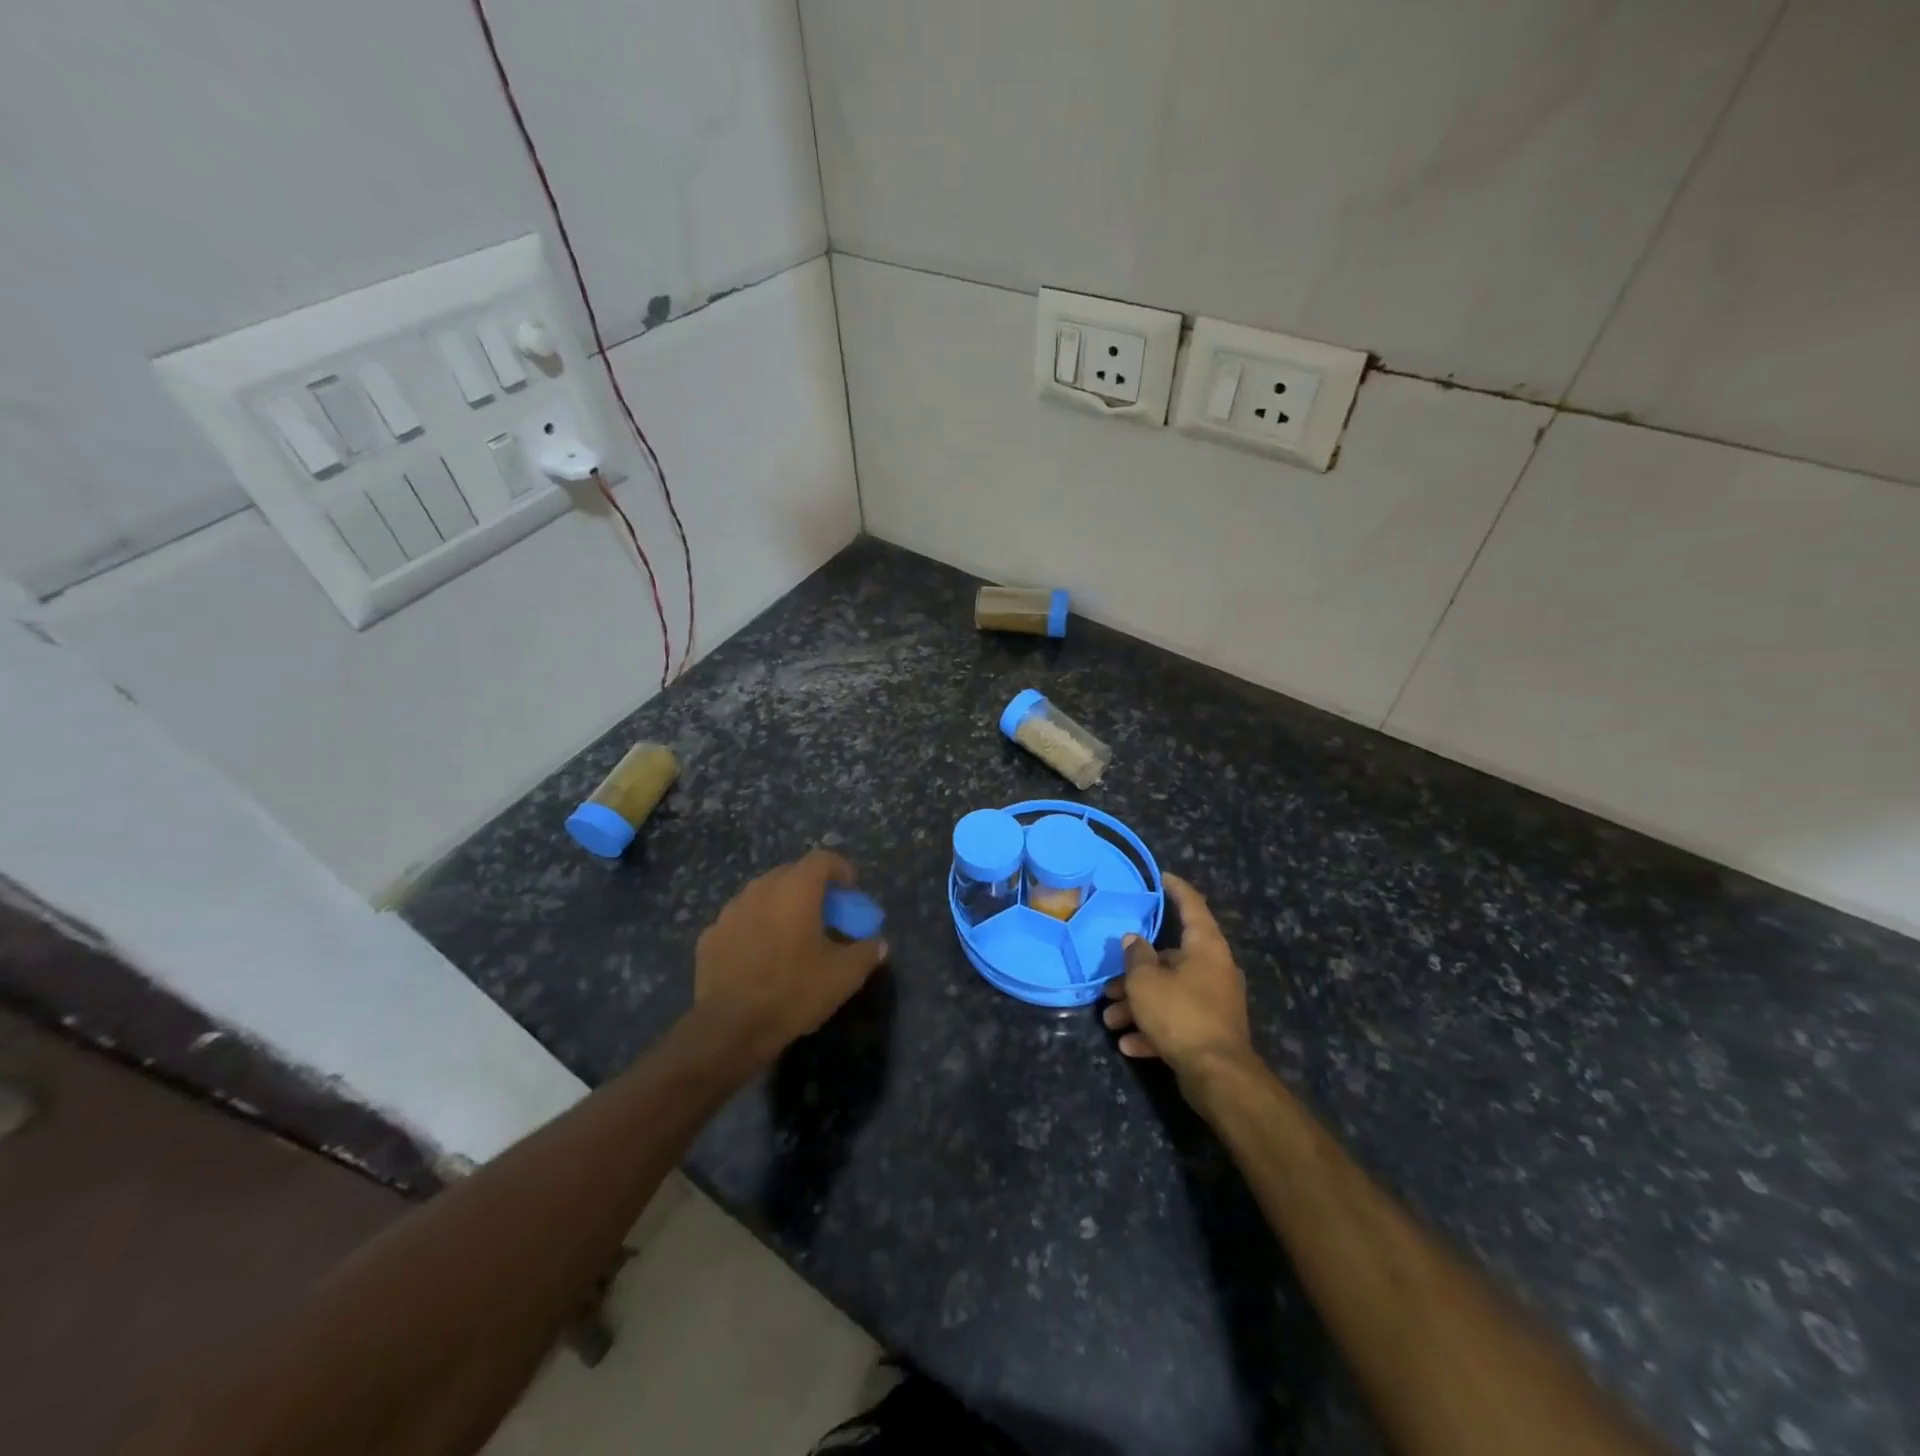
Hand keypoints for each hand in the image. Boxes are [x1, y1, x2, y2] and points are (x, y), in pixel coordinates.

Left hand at [693, 849, 887, 1065]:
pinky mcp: (709, 936)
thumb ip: (866, 952)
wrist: (729, 1029)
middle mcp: (760, 889)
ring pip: (763, 896)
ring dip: (781, 907)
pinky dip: (756, 928)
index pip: (822, 859)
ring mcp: (730, 911)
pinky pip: (741, 921)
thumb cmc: (793, 992)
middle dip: (812, 888)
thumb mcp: (844, 976)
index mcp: (795, 890)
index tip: (851, 892)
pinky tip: (761, 957)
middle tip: (825, 915)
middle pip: (791, 874)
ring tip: (792, 936)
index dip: (841, 870)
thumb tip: (877, 943)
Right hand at [1103, 876, 1251, 1073]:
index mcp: (1206, 947)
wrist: (1217, 1076)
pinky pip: (1177, 1021)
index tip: (1160, 877)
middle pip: (1170, 959)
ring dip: (1138, 1005)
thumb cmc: (1181, 1014)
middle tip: (1109, 984)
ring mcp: (1215, 1002)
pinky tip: (1130, 1045)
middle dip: (1135, 972)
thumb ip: (1136, 956)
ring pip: (1169, 993)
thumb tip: (1135, 940)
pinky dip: (1154, 1029)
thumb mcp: (1146, 981)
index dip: (1175, 889)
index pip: (1192, 906)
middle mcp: (1214, 969)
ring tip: (1111, 1021)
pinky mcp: (1210, 1031)